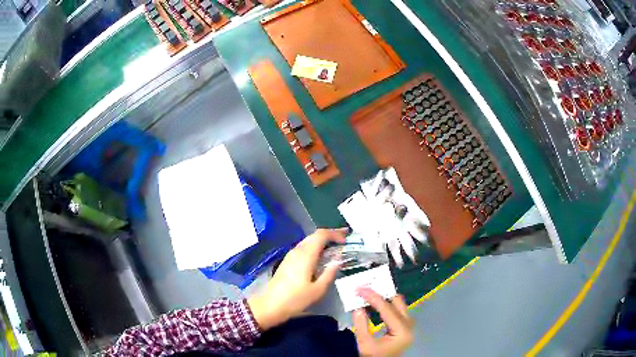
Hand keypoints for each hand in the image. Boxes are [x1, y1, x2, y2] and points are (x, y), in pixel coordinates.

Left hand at [248, 228, 346, 329]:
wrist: (270, 305)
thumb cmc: (295, 299)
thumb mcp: (317, 290)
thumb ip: (329, 273)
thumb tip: (338, 260)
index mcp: (306, 255)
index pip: (321, 235)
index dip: (335, 233)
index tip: (346, 239)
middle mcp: (297, 251)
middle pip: (314, 235)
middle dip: (330, 235)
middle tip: (344, 239)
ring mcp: (290, 256)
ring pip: (308, 241)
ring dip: (322, 241)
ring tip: (335, 247)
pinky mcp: (287, 262)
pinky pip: (303, 249)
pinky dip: (315, 248)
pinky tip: (321, 257)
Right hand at [353, 288, 413, 356]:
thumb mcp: (364, 345)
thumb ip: (361, 325)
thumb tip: (357, 307)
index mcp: (402, 331)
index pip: (387, 309)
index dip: (373, 297)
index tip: (360, 288)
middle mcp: (409, 326)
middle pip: (397, 303)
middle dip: (381, 293)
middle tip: (366, 287)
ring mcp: (408, 326)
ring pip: (398, 305)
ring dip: (384, 298)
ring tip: (369, 293)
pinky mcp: (403, 328)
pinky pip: (396, 311)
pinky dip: (385, 305)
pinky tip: (374, 304)